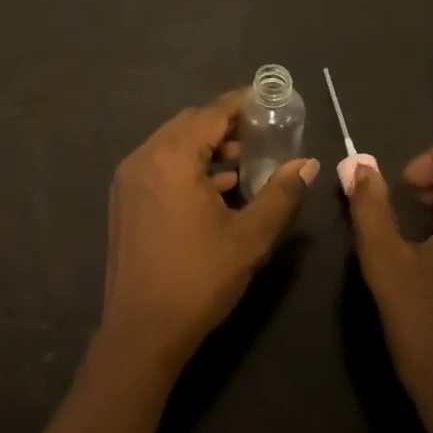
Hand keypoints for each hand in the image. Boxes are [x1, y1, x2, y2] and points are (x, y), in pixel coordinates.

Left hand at [101, 90, 318, 371]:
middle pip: (188, 124)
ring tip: (243, 160)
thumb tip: (308, 163)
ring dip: (206, 146)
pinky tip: (216, 187)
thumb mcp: (250, 237)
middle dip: (224, 124)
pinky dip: (187, 166)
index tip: (267, 100)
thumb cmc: (198, 279)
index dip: (239, 103)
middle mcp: (144, 158)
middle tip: (260, 132)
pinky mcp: (124, 199)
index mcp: (170, 158)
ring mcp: (129, 179)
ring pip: (172, 145)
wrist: (141, 332)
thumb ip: (281, 194)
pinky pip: (159, 165)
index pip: (210, 113)